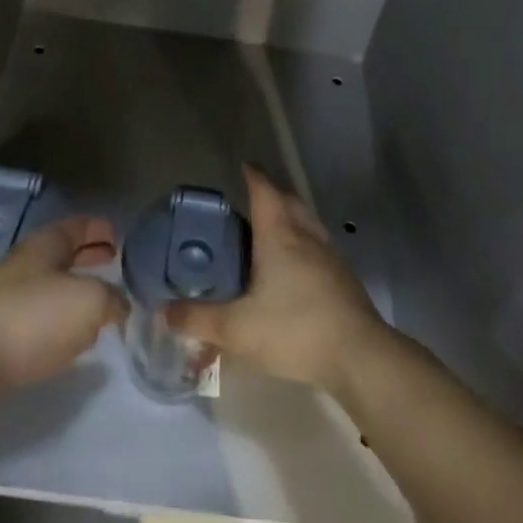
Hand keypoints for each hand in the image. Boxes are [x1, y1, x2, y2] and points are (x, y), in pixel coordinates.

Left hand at [0, 216, 126, 388]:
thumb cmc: (34, 317)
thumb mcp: (90, 301)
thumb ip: (112, 298)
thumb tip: (118, 304)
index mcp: (46, 244)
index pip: (78, 225)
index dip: (99, 229)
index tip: (118, 236)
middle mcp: (26, 263)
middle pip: (63, 253)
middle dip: (88, 256)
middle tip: (114, 262)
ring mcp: (8, 296)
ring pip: (51, 284)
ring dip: (75, 288)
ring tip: (100, 301)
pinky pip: (39, 314)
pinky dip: (60, 316)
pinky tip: (72, 334)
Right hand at [166, 165, 389, 392]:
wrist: (360, 356)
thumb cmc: (295, 329)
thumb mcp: (236, 329)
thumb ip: (198, 319)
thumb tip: (163, 313)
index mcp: (280, 236)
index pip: (265, 192)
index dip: (254, 176)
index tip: (245, 166)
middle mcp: (307, 237)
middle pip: (291, 201)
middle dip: (273, 192)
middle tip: (255, 195)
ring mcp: (330, 257)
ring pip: (308, 223)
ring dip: (292, 216)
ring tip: (273, 227)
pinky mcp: (344, 280)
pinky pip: (319, 248)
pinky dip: (304, 244)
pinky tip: (296, 267)